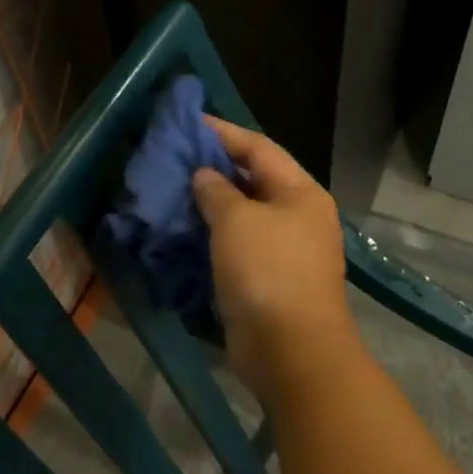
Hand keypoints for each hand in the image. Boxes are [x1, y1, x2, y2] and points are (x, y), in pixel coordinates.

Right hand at [191, 119, 361, 411]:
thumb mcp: (237, 221)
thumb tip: (204, 175)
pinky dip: (213, 235)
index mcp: (300, 192)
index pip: (258, 147)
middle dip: (214, 167)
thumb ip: (217, 190)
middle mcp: (298, 215)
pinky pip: (238, 244)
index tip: (186, 122)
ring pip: (244, 214)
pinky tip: (184, 230)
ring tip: (172, 190)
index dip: (222, 132)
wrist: (291, 352)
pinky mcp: (269, 279)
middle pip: (253, 179)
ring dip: (211, 203)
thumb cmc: (267, 273)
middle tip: (173, 157)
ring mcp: (286, 249)